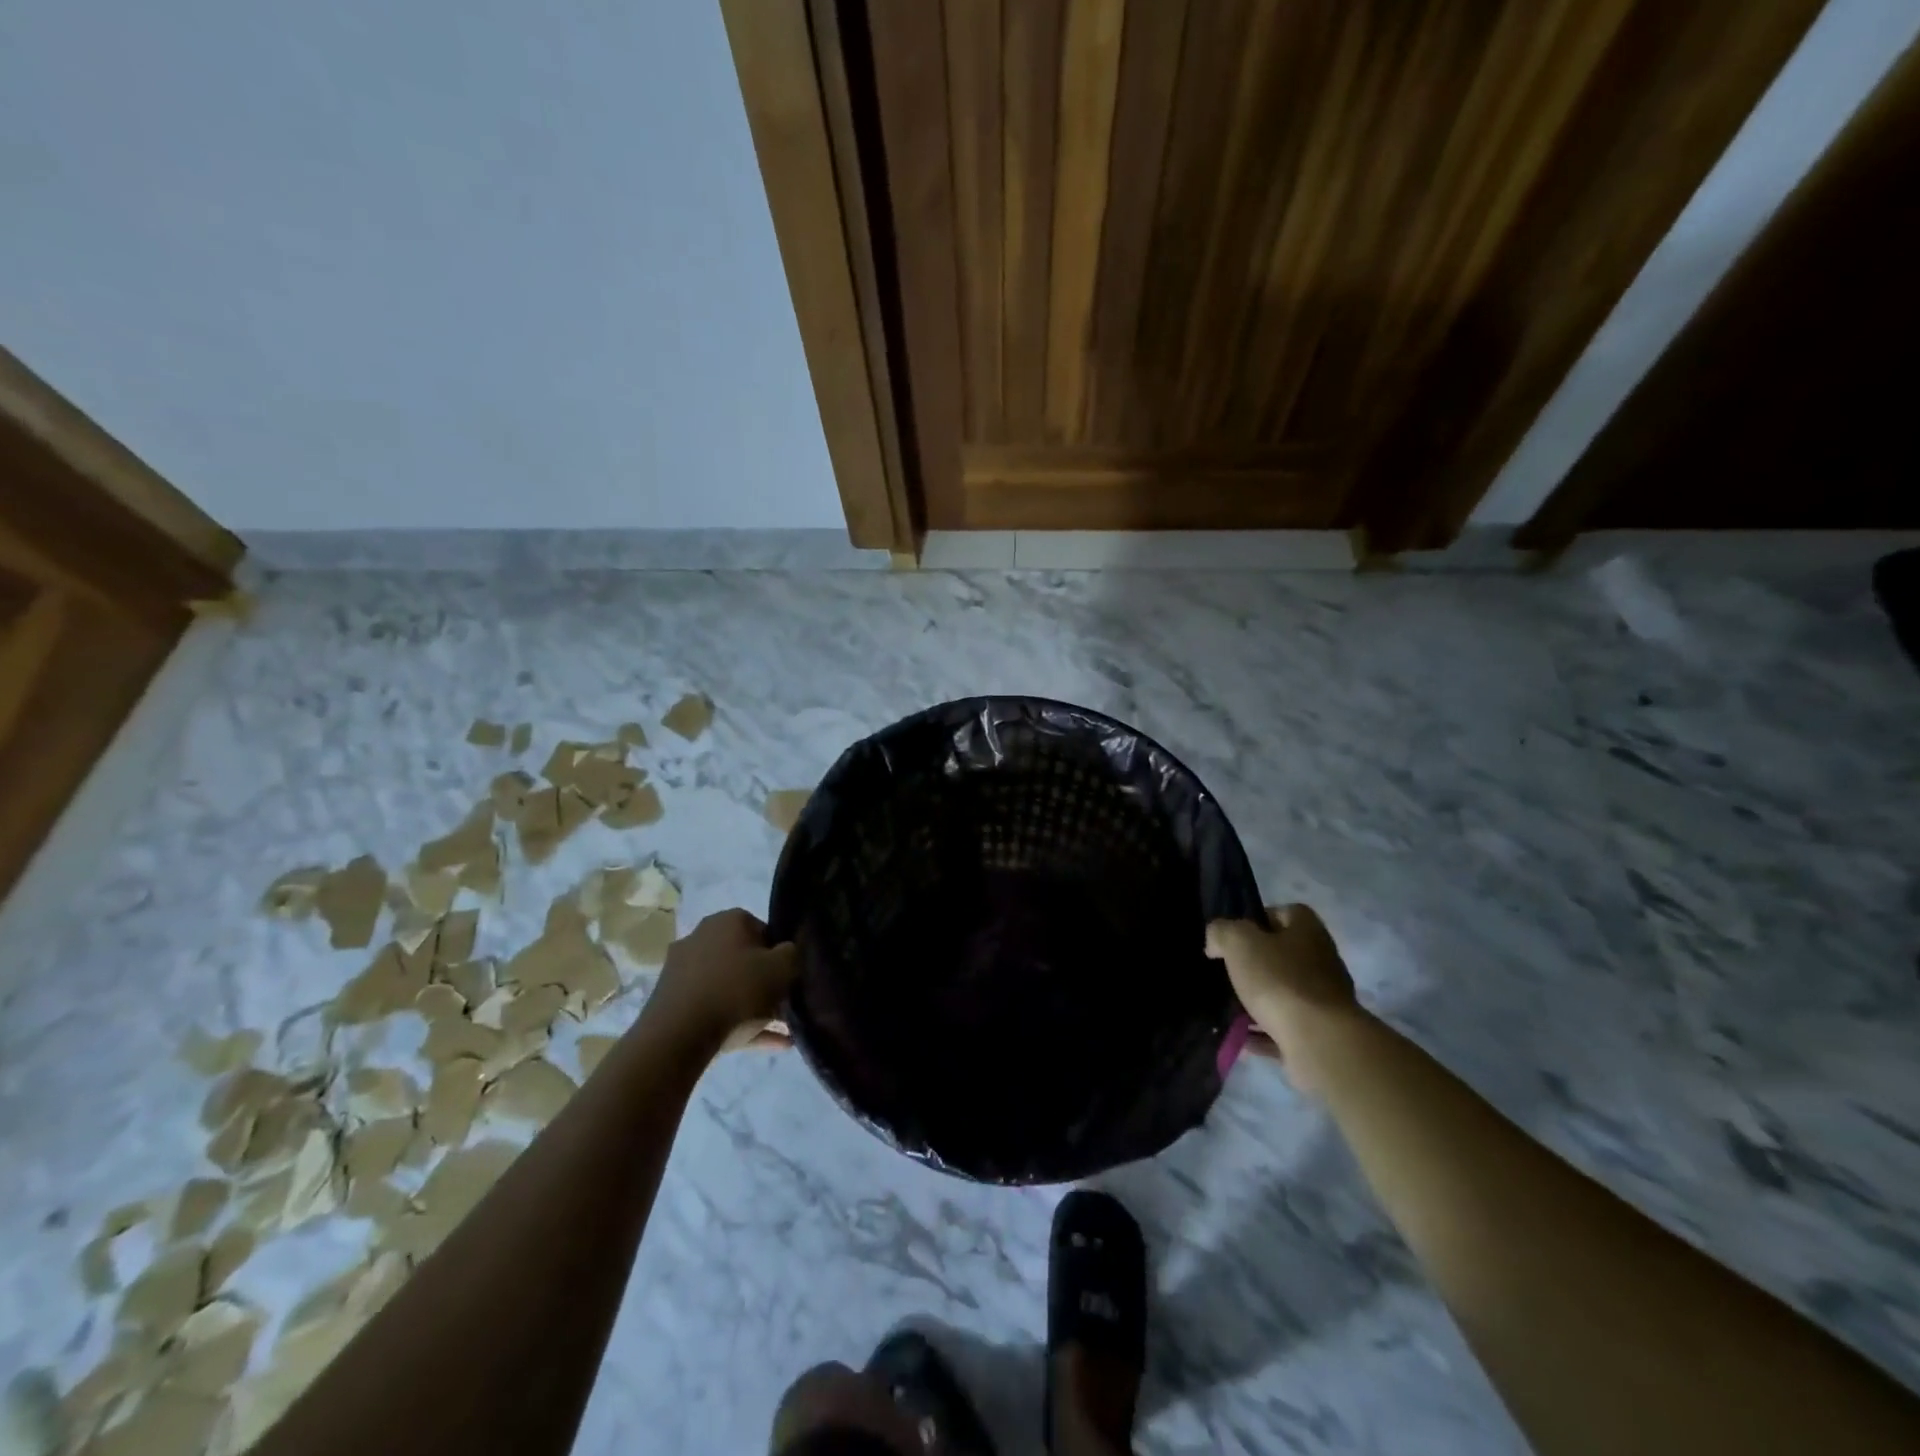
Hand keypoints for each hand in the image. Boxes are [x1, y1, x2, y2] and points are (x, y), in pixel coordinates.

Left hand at [645, 909, 797, 1053]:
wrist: (679, 1035)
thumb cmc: (736, 990)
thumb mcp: (782, 968)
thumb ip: (792, 955)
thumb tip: (787, 954)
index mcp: (728, 921)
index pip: (764, 930)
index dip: (780, 953)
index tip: (790, 976)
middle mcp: (702, 938)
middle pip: (744, 959)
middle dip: (766, 981)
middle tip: (785, 1003)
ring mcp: (684, 971)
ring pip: (730, 987)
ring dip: (756, 1006)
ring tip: (784, 1031)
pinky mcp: (675, 1003)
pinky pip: (716, 1010)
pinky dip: (741, 1024)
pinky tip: (769, 1043)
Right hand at [1207, 904, 1359, 1092]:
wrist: (1320, 1042)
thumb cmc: (1280, 981)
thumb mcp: (1239, 942)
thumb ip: (1222, 932)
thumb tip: (1216, 941)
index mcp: (1308, 932)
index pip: (1286, 912)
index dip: (1259, 919)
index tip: (1234, 935)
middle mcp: (1322, 961)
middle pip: (1284, 955)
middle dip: (1255, 963)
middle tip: (1227, 972)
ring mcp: (1324, 1000)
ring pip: (1284, 993)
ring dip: (1259, 1000)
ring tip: (1229, 1007)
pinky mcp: (1321, 1033)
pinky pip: (1285, 1028)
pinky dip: (1264, 1032)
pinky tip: (1243, 1037)